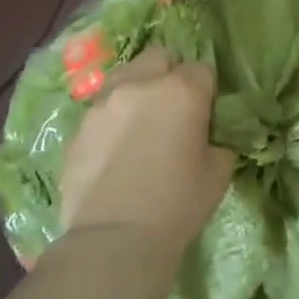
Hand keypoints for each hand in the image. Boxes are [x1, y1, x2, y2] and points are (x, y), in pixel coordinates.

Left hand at [61, 46, 229, 255]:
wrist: (114, 240)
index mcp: (181, 90)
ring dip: (137, 89)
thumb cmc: (177, 205)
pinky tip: (116, 149)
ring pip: (125, 76)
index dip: (207, 89)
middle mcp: (140, 84)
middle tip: (173, 107)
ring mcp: (103, 102)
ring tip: (140, 122)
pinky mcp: (79, 126)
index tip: (206, 112)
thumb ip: (218, 139)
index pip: (202, 68)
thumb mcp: (219, 171)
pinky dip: (113, 118)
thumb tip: (208, 134)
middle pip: (159, 57)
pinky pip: (102, 108)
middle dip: (169, 73)